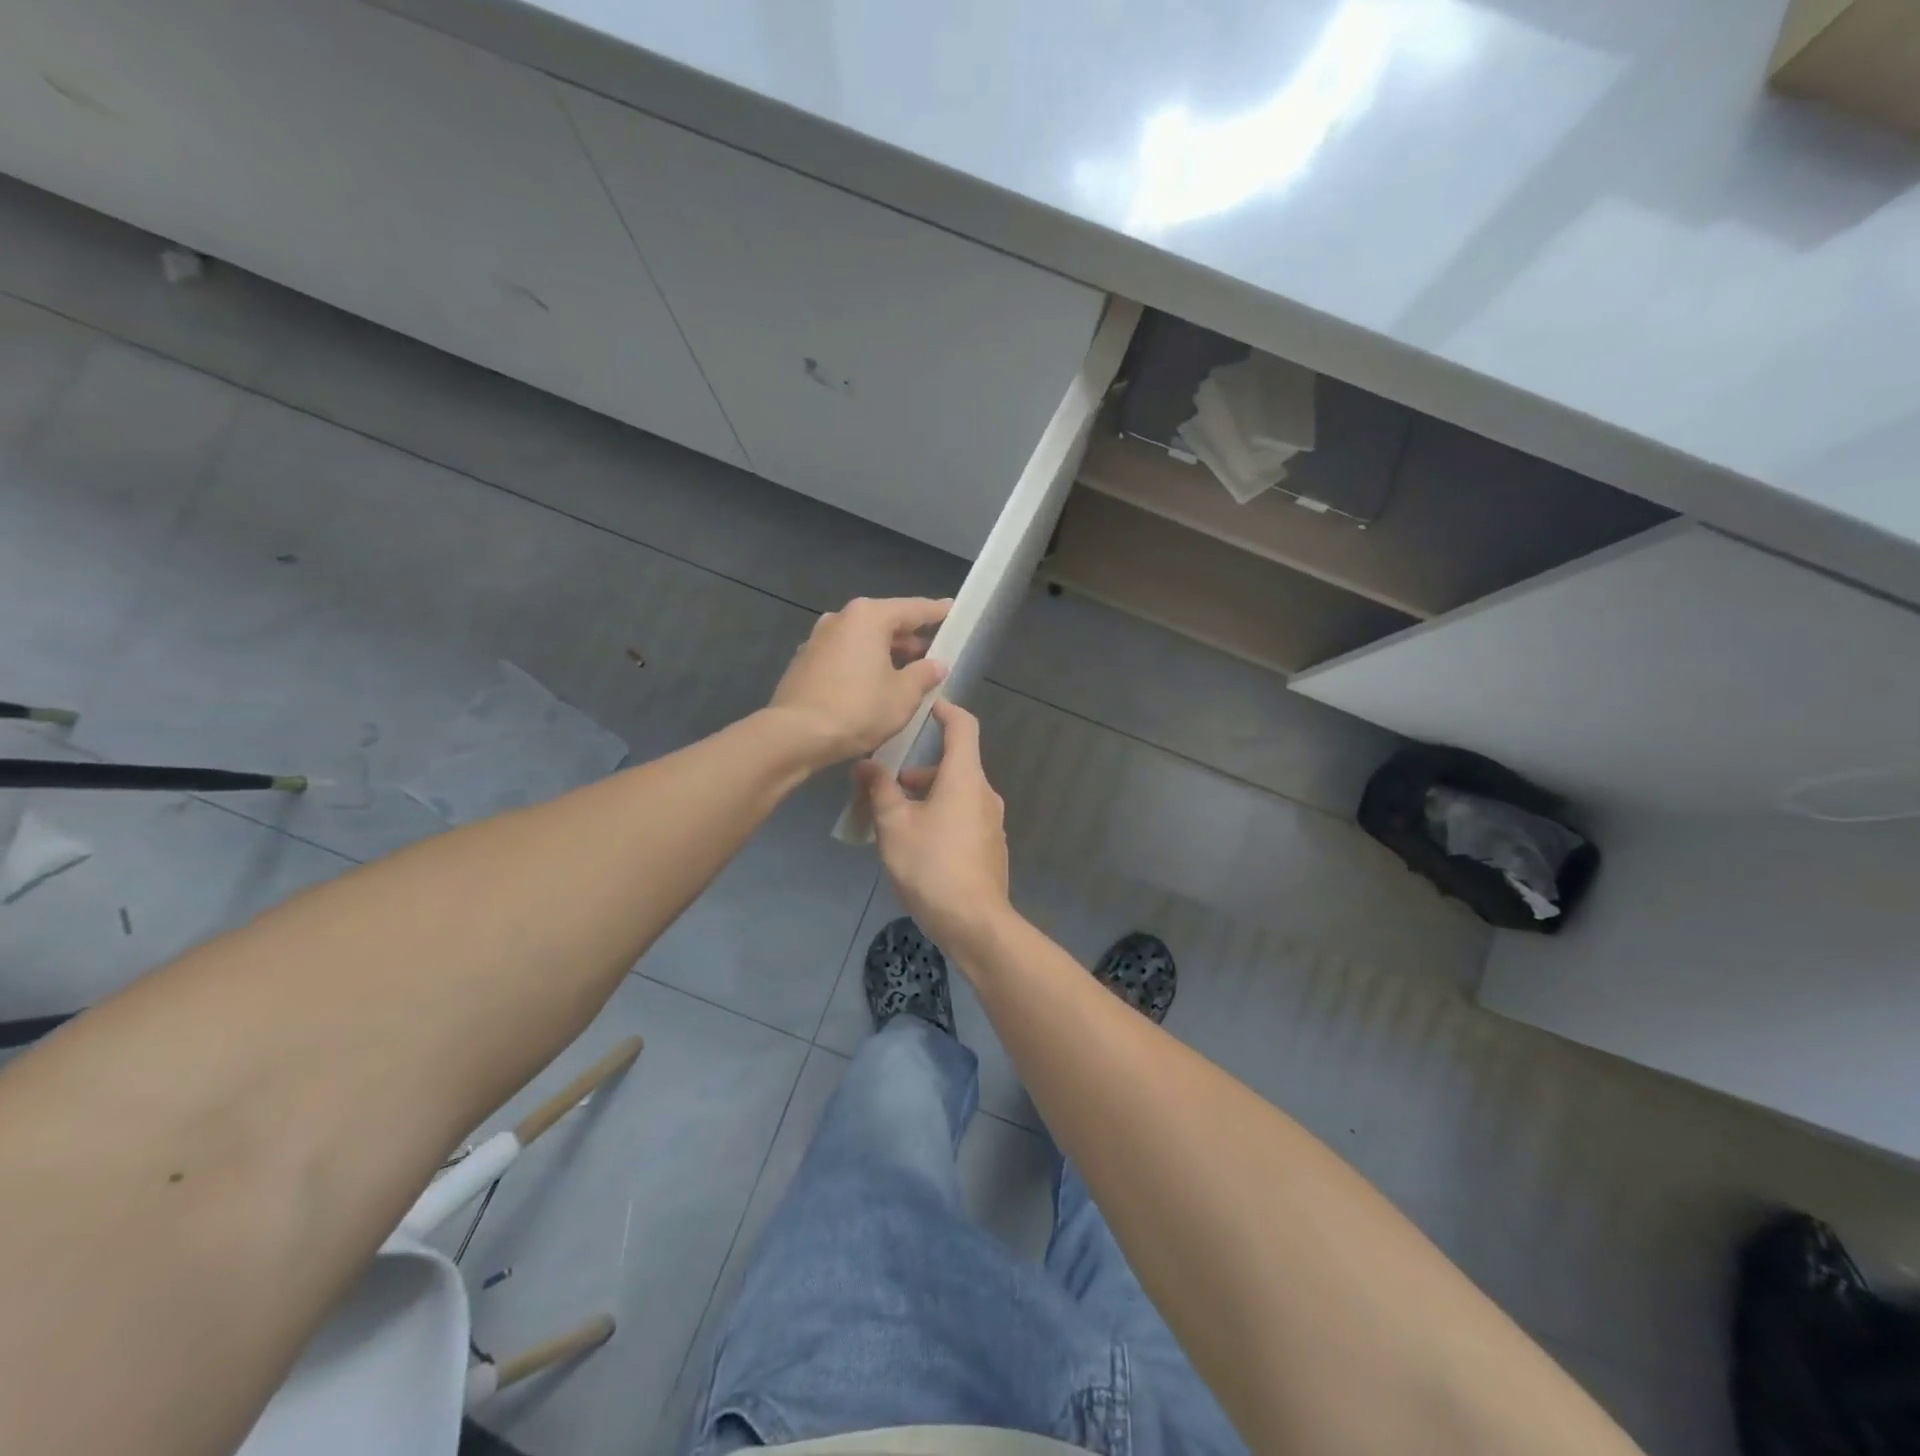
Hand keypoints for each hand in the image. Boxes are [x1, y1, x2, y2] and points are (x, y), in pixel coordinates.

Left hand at [768, 597, 949, 765]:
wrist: (795, 735)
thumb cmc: (858, 709)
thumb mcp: (903, 695)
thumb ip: (925, 674)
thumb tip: (937, 664)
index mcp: (869, 617)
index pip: (913, 609)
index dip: (936, 612)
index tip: (952, 610)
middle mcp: (841, 619)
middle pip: (885, 622)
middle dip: (910, 637)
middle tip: (934, 650)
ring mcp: (818, 639)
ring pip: (863, 640)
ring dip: (886, 653)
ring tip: (907, 672)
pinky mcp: (805, 662)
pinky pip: (845, 656)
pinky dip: (863, 664)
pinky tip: (874, 685)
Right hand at [854, 700, 1010, 956]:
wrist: (974, 922)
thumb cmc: (930, 866)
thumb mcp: (894, 826)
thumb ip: (880, 790)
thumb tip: (866, 764)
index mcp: (964, 778)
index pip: (963, 726)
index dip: (945, 710)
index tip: (924, 706)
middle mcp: (984, 793)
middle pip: (954, 764)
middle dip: (919, 770)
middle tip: (885, 788)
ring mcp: (991, 821)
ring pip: (957, 794)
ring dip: (927, 797)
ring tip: (893, 822)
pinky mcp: (991, 846)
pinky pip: (964, 817)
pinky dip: (941, 816)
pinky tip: (917, 846)